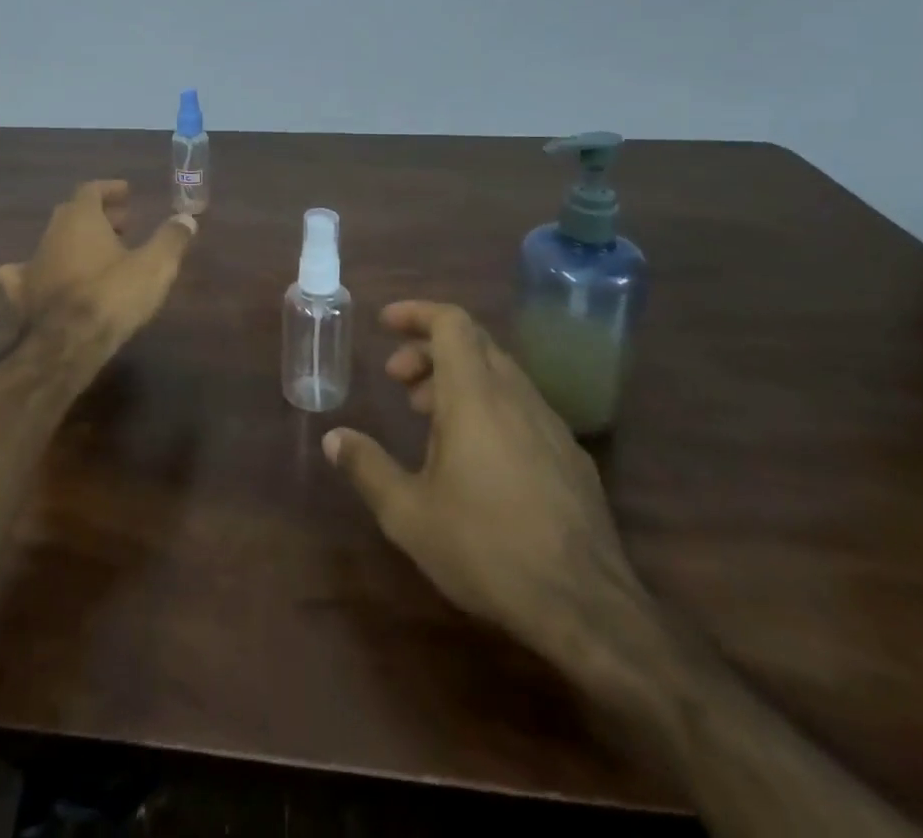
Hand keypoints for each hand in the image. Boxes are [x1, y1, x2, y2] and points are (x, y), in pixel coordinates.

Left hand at [0, 180, 197, 360]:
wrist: (67, 344)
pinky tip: (42, 279)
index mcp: (81, 218)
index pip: (91, 190)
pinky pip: (23, 274)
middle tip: (123, 224)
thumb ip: (171, 239)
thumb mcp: (155, 265)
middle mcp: (52, 233)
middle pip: (72, 213)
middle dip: (98, 215)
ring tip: (98, 254)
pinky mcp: (22, 294)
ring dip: (75, 242)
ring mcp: (32, 263)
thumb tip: (186, 219)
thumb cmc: (113, 295)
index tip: (127, 193)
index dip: (109, 189)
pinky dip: (36, 271)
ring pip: (53, 241)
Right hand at [323, 302, 646, 671]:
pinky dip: (489, 406)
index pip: (451, 323)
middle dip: (428, 349)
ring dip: (458, 379)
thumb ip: (367, 468)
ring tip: (427, 416)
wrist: (588, 610)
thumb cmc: (487, 549)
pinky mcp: (572, 457)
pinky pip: (523, 407)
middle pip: (474, 344)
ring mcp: (551, 426)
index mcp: (475, 396)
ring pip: (500, 374)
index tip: (384, 324)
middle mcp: (517, 397)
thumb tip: (333, 438)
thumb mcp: (408, 514)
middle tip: (397, 379)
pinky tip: (476, 456)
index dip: (416, 312)